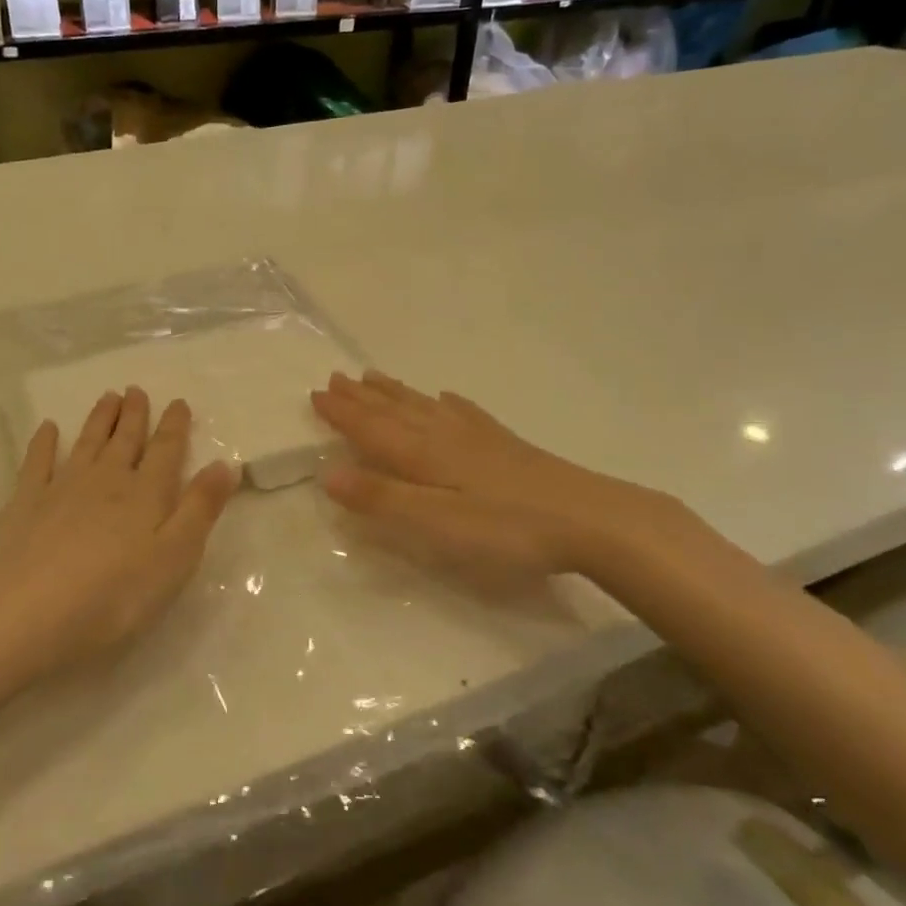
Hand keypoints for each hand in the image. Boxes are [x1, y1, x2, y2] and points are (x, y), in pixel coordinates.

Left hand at [0, 388, 238, 689]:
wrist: (31, 611)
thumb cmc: (116, 594)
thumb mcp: (176, 557)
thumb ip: (200, 508)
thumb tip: (226, 464)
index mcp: (146, 494)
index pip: (166, 451)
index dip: (174, 426)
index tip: (179, 402)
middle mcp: (106, 480)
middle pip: (124, 441)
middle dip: (134, 415)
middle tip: (136, 389)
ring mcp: (62, 488)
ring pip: (87, 443)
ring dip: (99, 419)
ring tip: (108, 397)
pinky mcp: (26, 504)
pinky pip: (37, 462)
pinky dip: (44, 443)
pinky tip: (48, 428)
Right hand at [310, 371, 695, 587]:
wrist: (589, 519)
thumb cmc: (506, 528)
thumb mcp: (436, 522)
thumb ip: (382, 498)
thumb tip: (327, 473)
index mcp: (423, 453)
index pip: (371, 428)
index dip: (342, 413)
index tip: (315, 393)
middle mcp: (444, 435)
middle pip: (394, 410)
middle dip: (362, 397)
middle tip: (335, 377)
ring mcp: (477, 436)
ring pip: (423, 406)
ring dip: (394, 393)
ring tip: (373, 378)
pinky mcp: (504, 444)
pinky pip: (462, 412)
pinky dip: (444, 402)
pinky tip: (445, 397)